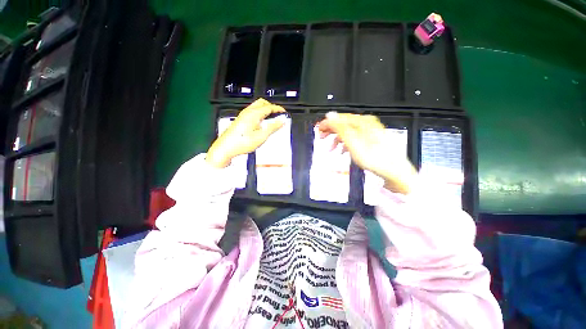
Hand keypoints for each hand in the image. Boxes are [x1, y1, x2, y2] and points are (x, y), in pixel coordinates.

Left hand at [206, 98, 286, 167]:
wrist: (226, 148)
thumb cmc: (241, 142)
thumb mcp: (261, 136)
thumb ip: (272, 127)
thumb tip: (281, 121)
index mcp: (253, 114)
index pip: (269, 107)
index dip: (278, 109)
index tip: (284, 112)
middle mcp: (247, 112)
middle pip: (262, 103)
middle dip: (272, 106)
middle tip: (278, 114)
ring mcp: (243, 115)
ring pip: (257, 107)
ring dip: (266, 110)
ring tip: (272, 119)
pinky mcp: (241, 120)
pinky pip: (253, 112)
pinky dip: (260, 114)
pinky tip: (262, 123)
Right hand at [317, 112, 416, 193]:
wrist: (393, 171)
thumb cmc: (375, 158)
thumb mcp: (353, 142)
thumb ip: (340, 128)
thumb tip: (330, 116)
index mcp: (362, 122)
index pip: (340, 118)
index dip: (327, 123)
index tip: (318, 129)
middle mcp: (366, 124)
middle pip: (343, 124)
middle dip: (331, 131)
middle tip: (321, 137)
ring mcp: (369, 132)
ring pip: (347, 132)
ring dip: (337, 140)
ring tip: (331, 149)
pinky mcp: (370, 140)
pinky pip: (354, 139)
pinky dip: (345, 144)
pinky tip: (342, 151)